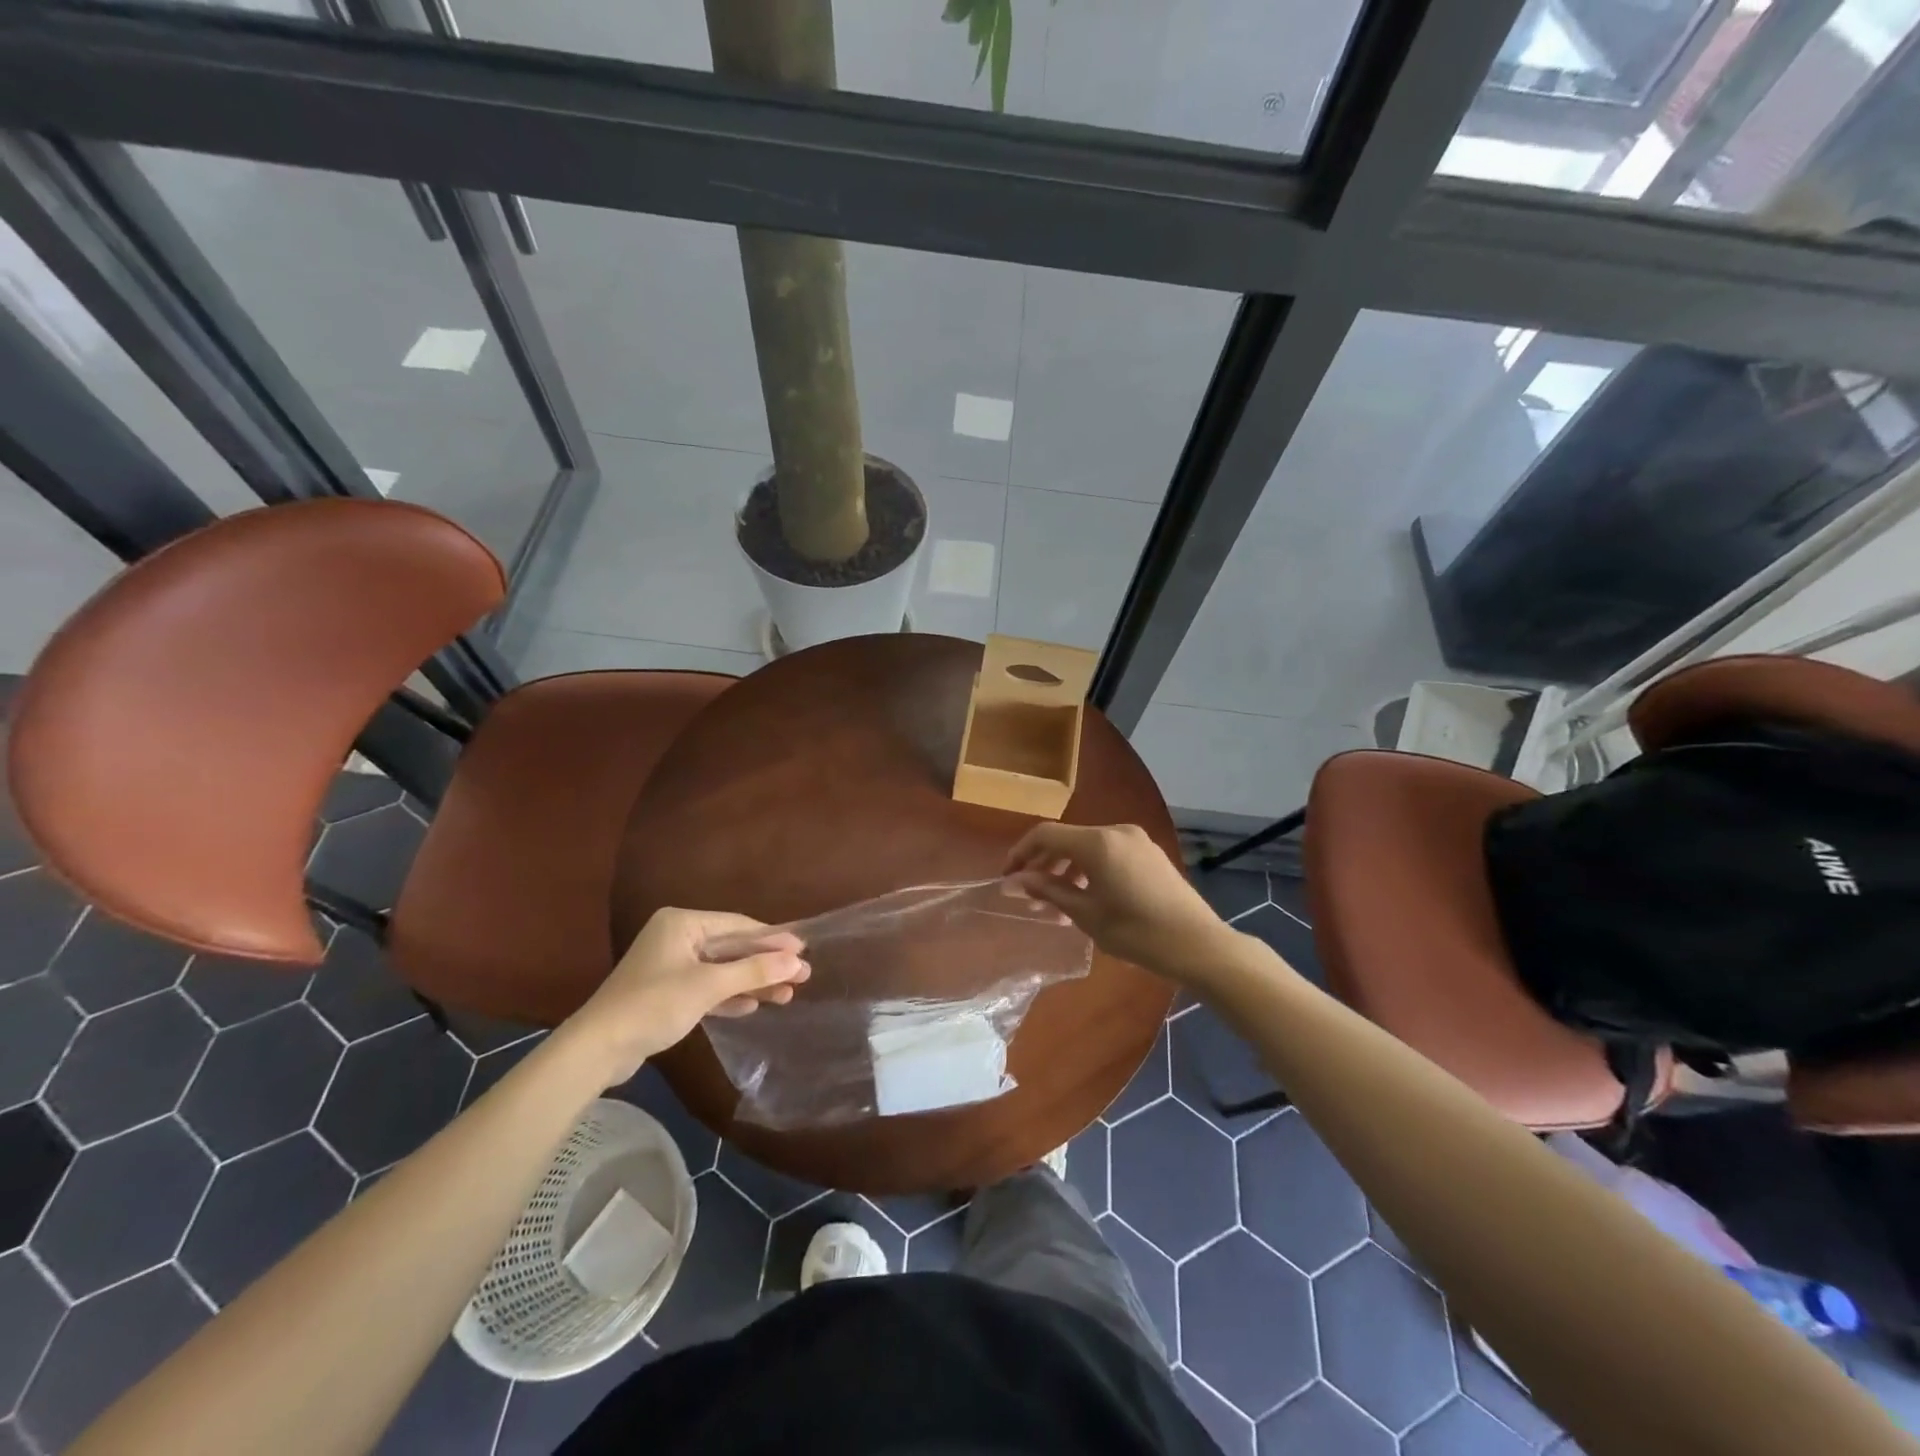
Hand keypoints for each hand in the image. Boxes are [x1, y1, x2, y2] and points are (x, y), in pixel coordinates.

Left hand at [564, 908, 808, 1082]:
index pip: (738, 925)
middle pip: (732, 947)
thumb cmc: (654, 1005)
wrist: (597, 1049)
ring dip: (752, 982)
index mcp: (682, 923)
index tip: (804, 950)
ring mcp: (671, 966)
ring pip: (722, 970)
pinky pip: (708, 987)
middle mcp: (677, 937)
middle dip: (765, 963)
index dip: (773, 939)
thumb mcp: (709, 986)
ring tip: (787, 994)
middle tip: (803, 975)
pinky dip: (730, 995)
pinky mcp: (667, 993)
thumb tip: (797, 961)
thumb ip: (755, 971)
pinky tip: (753, 1005)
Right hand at [1003, 823, 1229, 979]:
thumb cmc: (1137, 932)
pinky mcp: (1149, 853)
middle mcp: (1115, 831)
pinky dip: (1089, 868)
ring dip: (1066, 868)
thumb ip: (1049, 891)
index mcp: (1097, 842)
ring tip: (1055, 901)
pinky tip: (1085, 896)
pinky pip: (1108, 852)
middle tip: (1028, 894)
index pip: (1045, 835)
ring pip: (1088, 846)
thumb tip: (1016, 880)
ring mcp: (1136, 840)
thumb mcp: (1086, 915)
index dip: (1021, 852)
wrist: (1199, 944)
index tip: (1007, 877)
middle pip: (1067, 838)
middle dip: (1043, 863)